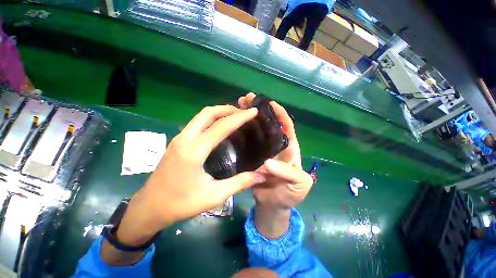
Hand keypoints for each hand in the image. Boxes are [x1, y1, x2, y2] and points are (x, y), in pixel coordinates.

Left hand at [102, 105, 265, 264]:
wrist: (149, 207)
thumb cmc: (180, 204)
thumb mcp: (214, 196)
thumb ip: (239, 183)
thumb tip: (261, 176)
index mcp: (194, 151)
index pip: (221, 126)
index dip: (239, 117)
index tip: (253, 111)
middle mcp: (185, 139)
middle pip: (208, 113)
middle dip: (228, 109)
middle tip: (243, 111)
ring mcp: (179, 138)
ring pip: (201, 116)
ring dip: (219, 112)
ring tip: (235, 115)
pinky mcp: (178, 141)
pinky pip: (197, 122)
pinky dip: (211, 119)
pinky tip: (220, 126)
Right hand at [238, 93, 312, 237]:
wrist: (274, 205)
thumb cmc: (291, 194)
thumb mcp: (299, 184)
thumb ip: (288, 173)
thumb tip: (268, 162)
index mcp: (289, 148)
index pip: (286, 126)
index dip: (280, 114)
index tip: (270, 103)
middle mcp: (274, 146)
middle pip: (268, 124)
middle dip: (259, 111)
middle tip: (246, 99)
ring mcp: (262, 151)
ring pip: (256, 131)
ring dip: (248, 118)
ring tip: (237, 106)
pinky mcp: (252, 157)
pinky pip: (246, 143)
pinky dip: (241, 134)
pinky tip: (232, 126)